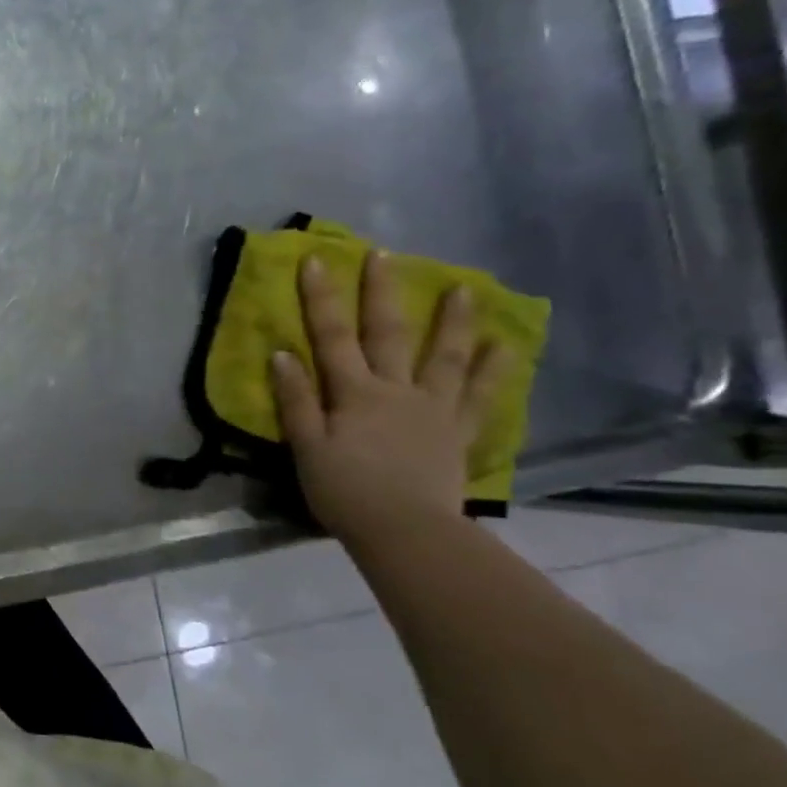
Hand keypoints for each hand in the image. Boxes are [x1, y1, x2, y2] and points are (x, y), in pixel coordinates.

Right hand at [270, 250, 507, 544]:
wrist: (406, 531)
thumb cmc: (344, 491)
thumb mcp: (306, 447)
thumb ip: (296, 400)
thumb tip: (281, 354)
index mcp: (354, 393)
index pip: (332, 336)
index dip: (321, 298)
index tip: (317, 260)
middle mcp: (396, 390)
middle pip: (388, 334)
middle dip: (382, 292)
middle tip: (386, 254)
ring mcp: (433, 409)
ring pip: (444, 356)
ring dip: (453, 321)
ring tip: (465, 288)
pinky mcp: (456, 432)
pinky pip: (479, 396)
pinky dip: (492, 370)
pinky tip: (505, 347)